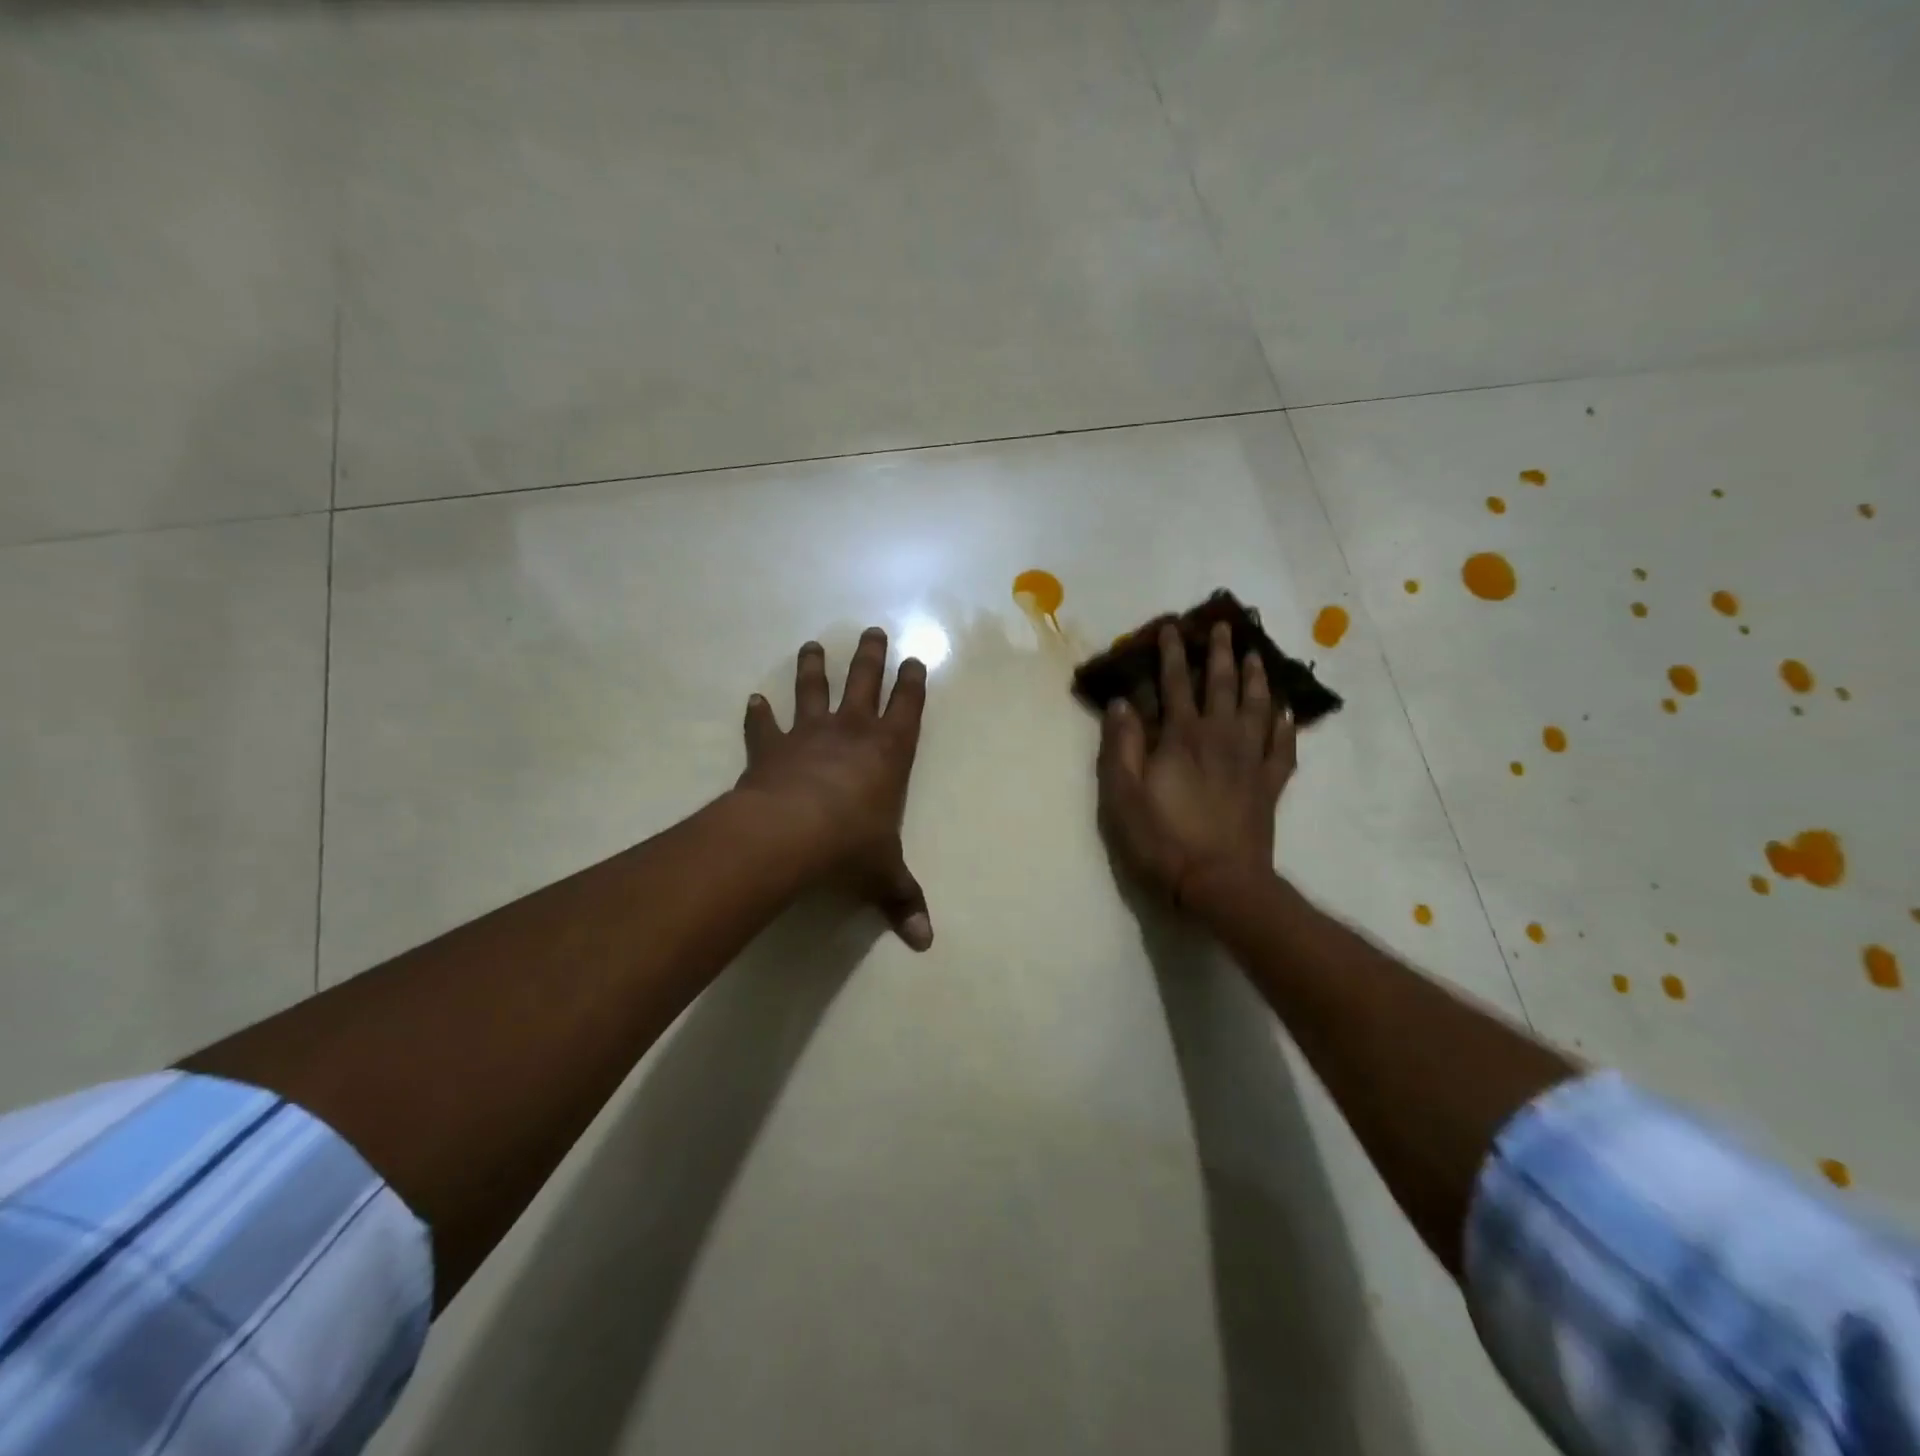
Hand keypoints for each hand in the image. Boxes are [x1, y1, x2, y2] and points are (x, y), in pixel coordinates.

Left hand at [736, 629, 932, 949]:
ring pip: (813, 690)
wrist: (790, 833)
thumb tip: (925, 943)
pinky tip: (753, 700)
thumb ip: (902, 900)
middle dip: (871, 657)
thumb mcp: (883, 873)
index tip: (914, 659)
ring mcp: (808, 736)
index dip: (912, 683)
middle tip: (873, 631)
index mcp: (888, 752)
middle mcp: (851, 733)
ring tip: (813, 644)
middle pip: (864, 682)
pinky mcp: (771, 748)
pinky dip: (758, 714)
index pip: (907, 708)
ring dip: (814, 667)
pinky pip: (764, 726)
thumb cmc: (849, 844)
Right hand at [1096, 621, 1295, 907]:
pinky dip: (1286, 725)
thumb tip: (1122, 703)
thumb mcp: (1123, 795)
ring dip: (1257, 678)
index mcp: (1182, 737)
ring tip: (1257, 656)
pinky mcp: (1270, 785)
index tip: (1173, 627)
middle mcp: (1220, 737)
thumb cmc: (1162, 839)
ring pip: (1258, 707)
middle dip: (1220, 654)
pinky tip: (1287, 712)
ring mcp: (1250, 760)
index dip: (1172, 654)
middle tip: (1223, 627)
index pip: (1174, 683)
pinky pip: (1283, 746)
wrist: (1219, 883)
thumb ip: (1121, 746)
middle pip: (1222, 685)